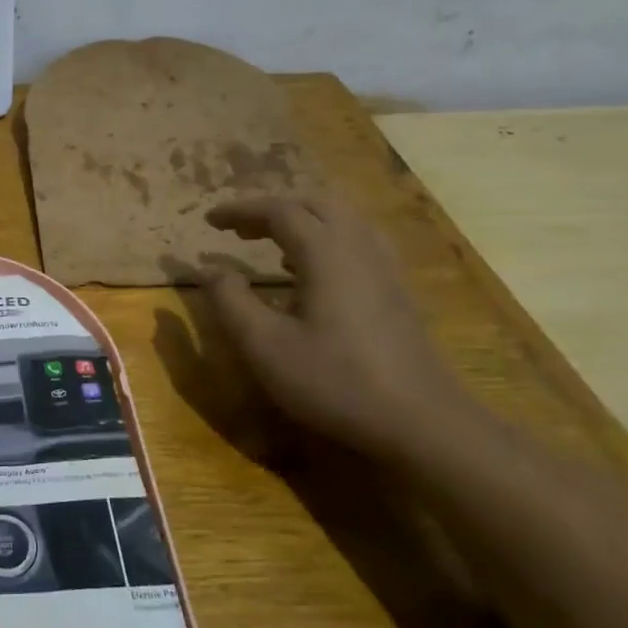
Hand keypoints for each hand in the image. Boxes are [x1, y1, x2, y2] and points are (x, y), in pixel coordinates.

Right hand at [201, 192, 473, 460]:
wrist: (420, 421)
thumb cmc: (333, 381)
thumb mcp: (264, 345)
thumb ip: (229, 300)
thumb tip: (208, 269)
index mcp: (325, 253)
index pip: (279, 211)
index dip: (240, 210)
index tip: (209, 220)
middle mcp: (359, 248)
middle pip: (315, 206)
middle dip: (271, 210)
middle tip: (237, 229)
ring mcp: (385, 269)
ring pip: (341, 222)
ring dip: (301, 222)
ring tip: (269, 243)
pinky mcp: (396, 292)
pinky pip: (357, 243)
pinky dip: (324, 241)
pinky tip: (310, 273)